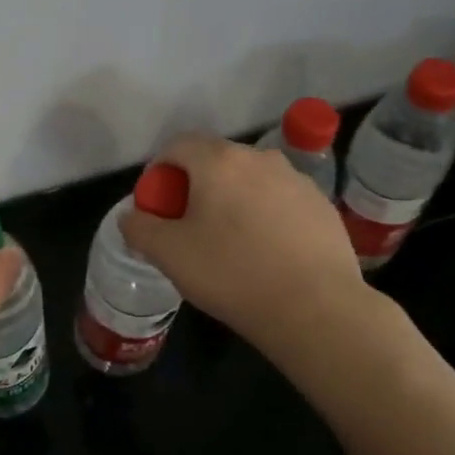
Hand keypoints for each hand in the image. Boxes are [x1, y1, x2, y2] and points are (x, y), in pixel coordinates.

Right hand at [119, 133, 370, 364]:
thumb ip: (139, 227)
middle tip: (188, 226)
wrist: (316, 309)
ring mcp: (297, 180)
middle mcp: (260, 158)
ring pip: (250, 180)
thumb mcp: (168, 254)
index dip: (159, 171)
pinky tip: (266, 253)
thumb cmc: (232, 273)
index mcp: (218, 161)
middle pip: (215, 160)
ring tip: (229, 242)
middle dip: (195, 186)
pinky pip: (280, 201)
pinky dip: (265, 216)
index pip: (177, 145)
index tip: (158, 207)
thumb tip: (132, 216)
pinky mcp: (323, 206)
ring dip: (232, 200)